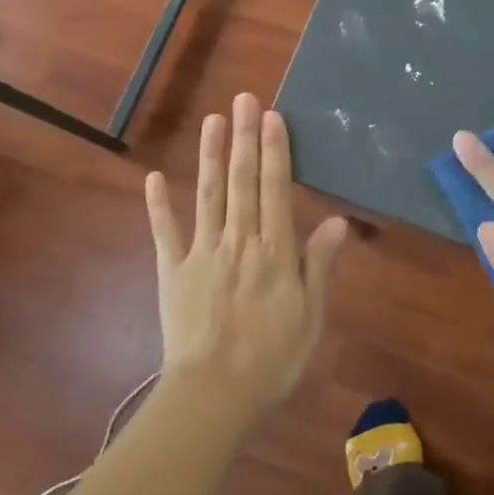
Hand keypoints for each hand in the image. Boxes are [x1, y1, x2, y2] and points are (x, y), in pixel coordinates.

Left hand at [145, 93, 348, 411]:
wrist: (215, 395)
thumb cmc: (272, 358)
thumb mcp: (310, 315)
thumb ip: (319, 264)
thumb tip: (339, 220)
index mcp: (274, 251)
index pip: (275, 189)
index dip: (275, 151)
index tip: (272, 117)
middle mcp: (239, 241)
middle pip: (241, 181)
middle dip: (244, 138)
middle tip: (244, 99)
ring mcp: (201, 253)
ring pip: (207, 195)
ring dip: (209, 156)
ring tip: (212, 120)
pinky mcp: (172, 271)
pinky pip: (165, 233)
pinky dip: (158, 205)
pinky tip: (154, 176)